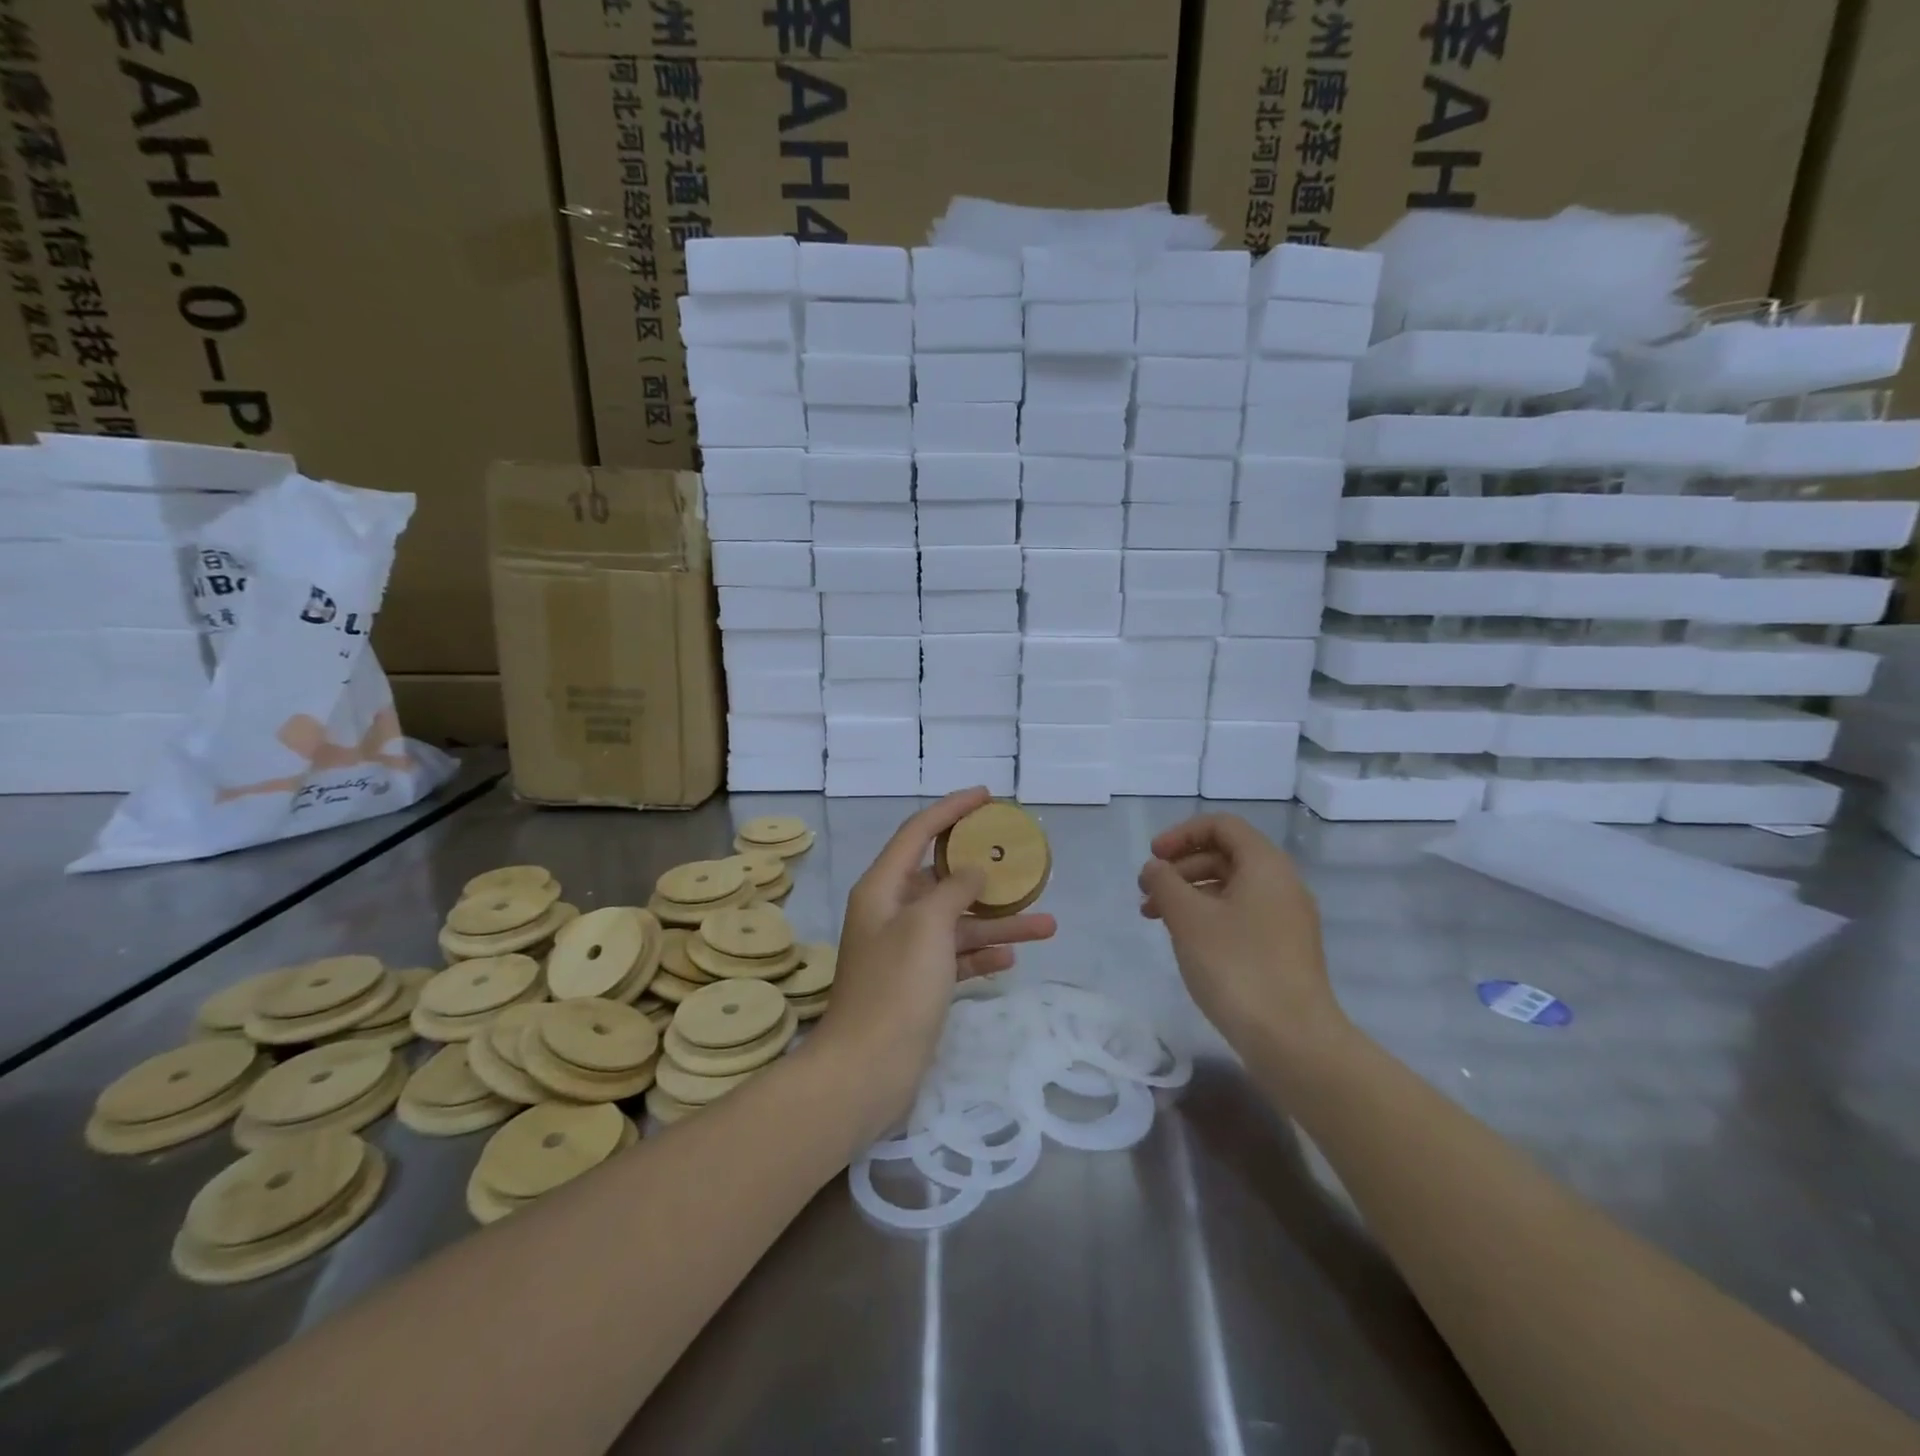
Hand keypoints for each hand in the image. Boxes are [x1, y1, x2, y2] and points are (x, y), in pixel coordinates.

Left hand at [814, 788, 1056, 1136]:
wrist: (866, 1070)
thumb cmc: (895, 988)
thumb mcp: (927, 926)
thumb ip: (952, 889)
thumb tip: (971, 871)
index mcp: (882, 888)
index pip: (918, 832)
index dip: (951, 809)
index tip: (987, 797)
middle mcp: (891, 912)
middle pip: (942, 878)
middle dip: (984, 872)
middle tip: (1022, 861)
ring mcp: (904, 950)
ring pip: (956, 922)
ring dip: (997, 921)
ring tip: (1047, 924)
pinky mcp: (917, 984)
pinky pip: (955, 957)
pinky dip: (981, 954)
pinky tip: (1012, 958)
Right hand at [1138, 814, 1345, 1054]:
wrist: (1293, 1040)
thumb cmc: (1236, 966)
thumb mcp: (1188, 918)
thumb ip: (1165, 883)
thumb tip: (1155, 868)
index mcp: (1265, 865)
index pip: (1221, 826)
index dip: (1181, 834)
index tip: (1153, 858)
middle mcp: (1282, 884)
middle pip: (1225, 855)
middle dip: (1180, 867)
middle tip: (1146, 893)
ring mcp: (1286, 919)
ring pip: (1230, 888)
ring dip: (1189, 894)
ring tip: (1155, 919)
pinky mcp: (1283, 950)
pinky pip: (1241, 915)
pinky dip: (1208, 917)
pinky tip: (1186, 941)